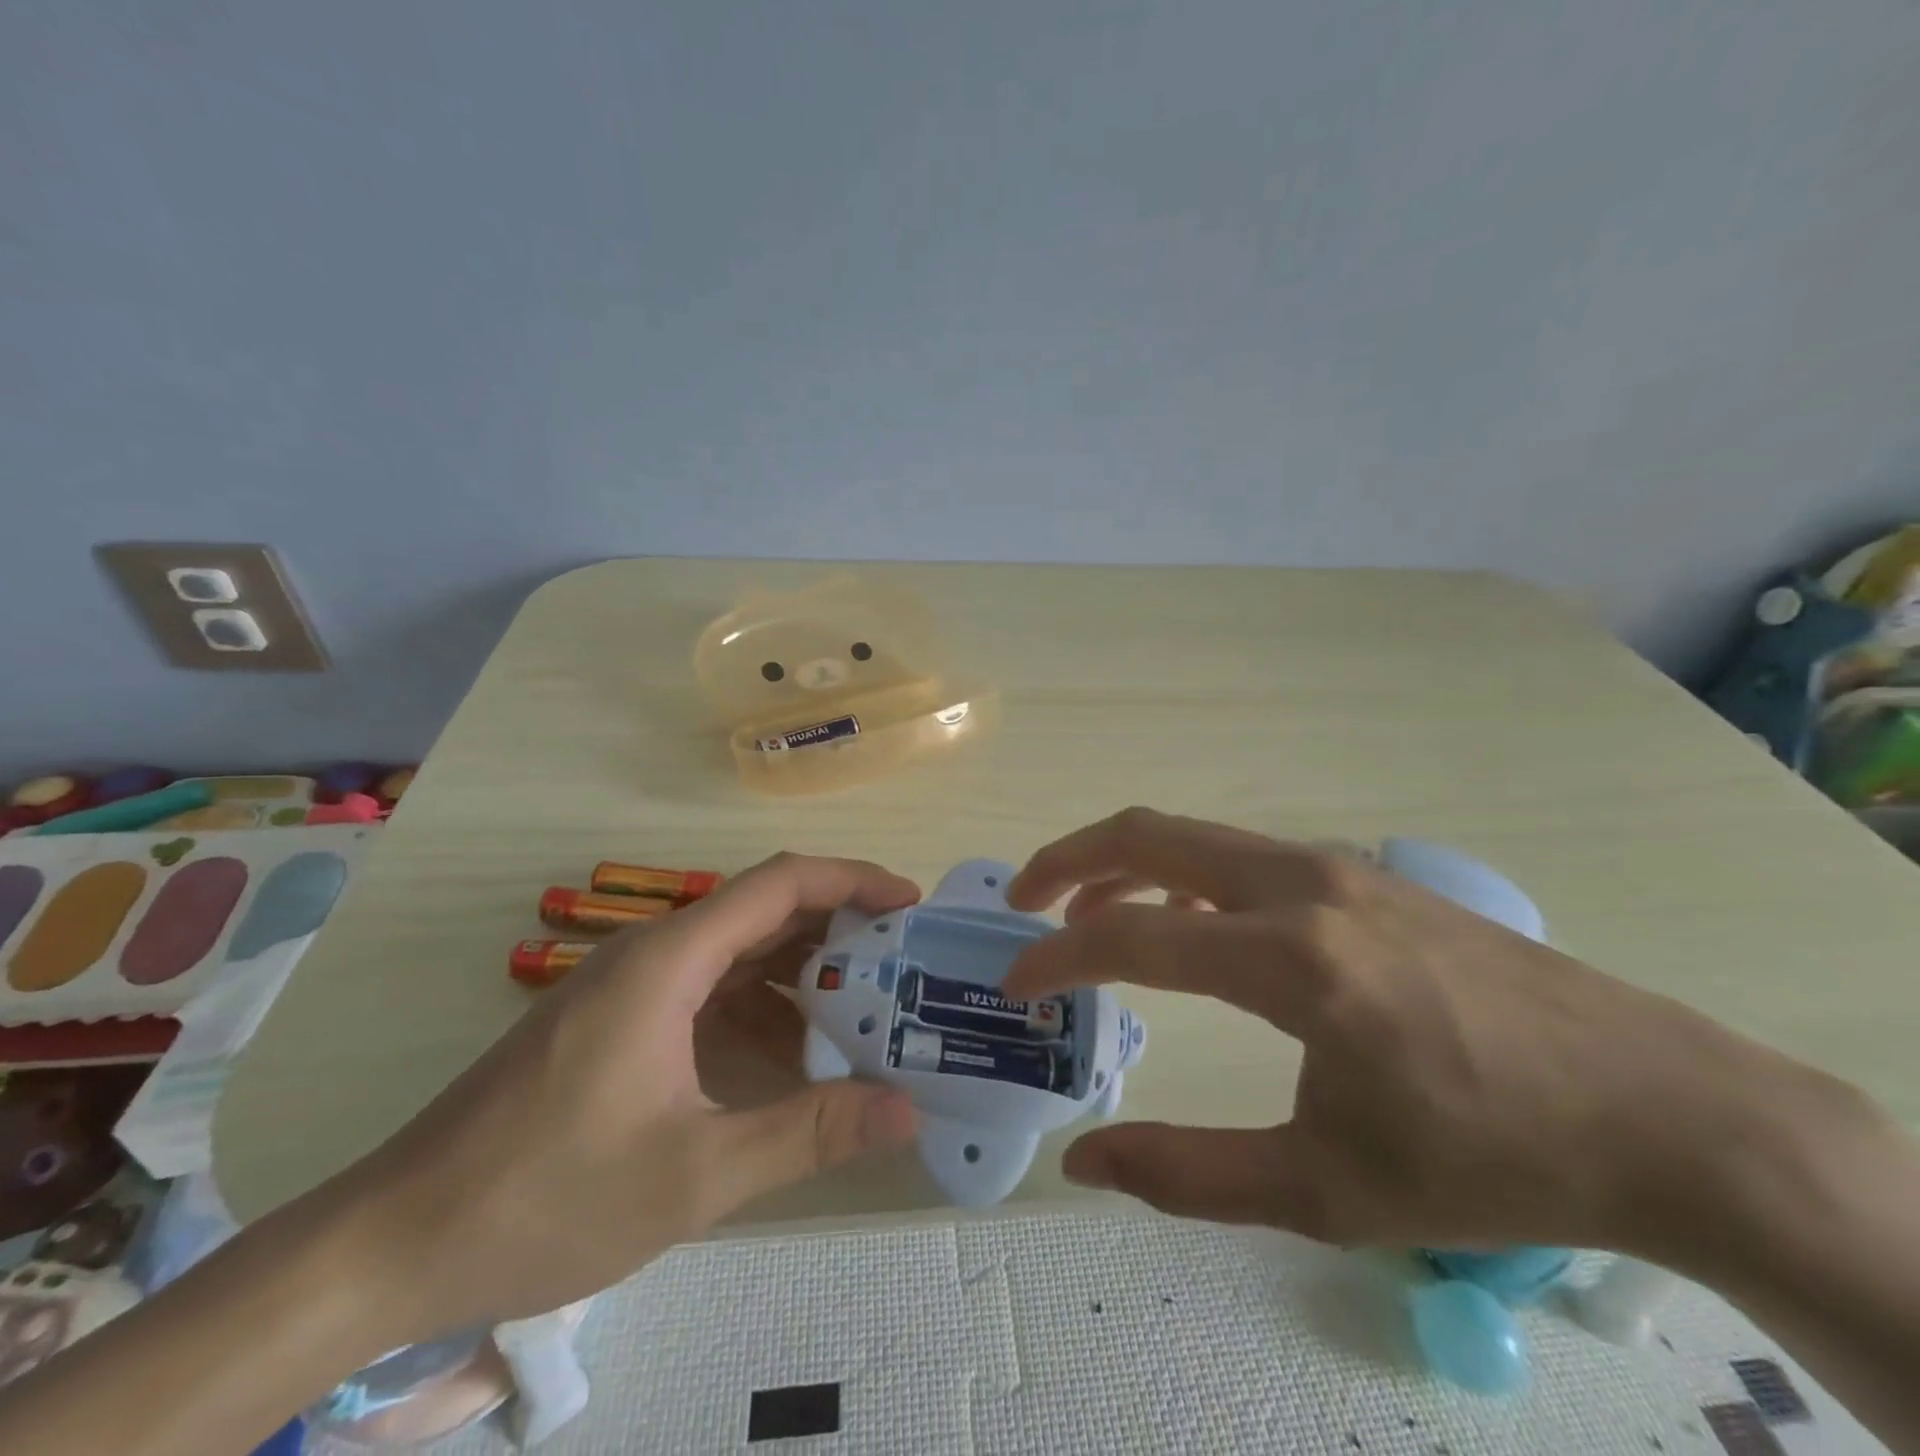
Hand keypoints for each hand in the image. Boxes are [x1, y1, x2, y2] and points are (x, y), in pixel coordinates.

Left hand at [325, 853, 922, 1344]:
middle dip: (838, 932)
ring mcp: (631, 987)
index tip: (909, 904)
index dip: (852, 881)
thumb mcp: (696, 1172)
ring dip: (800, 976)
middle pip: (764, 912)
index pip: (781, 884)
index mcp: (671, 959)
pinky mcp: (618, 1021)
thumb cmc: (546, 1194)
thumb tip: (907, 1110)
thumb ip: (810, 1132)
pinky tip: (790, 1059)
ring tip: (863, 1014)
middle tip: (902, 967)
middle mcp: (653, 954)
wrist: (393, 1243)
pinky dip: (760, 1011)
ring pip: (738, 954)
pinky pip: (708, 992)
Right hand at [1001, 808, 1874, 1264]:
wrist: (1663, 1108)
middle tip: (1021, 902)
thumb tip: (1085, 1163)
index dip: (1057, 957)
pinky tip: (1185, 927)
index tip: (1015, 984)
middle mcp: (1301, 886)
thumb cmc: (1490, 1158)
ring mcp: (1334, 868)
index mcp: (1290, 960)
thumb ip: (1189, 1174)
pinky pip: (1240, 857)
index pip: (1132, 938)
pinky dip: (1182, 876)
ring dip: (1123, 866)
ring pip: (1192, 837)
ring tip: (1086, 917)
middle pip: (1148, 834)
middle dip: (1067, 860)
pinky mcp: (1360, 875)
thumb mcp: (1327, 1189)